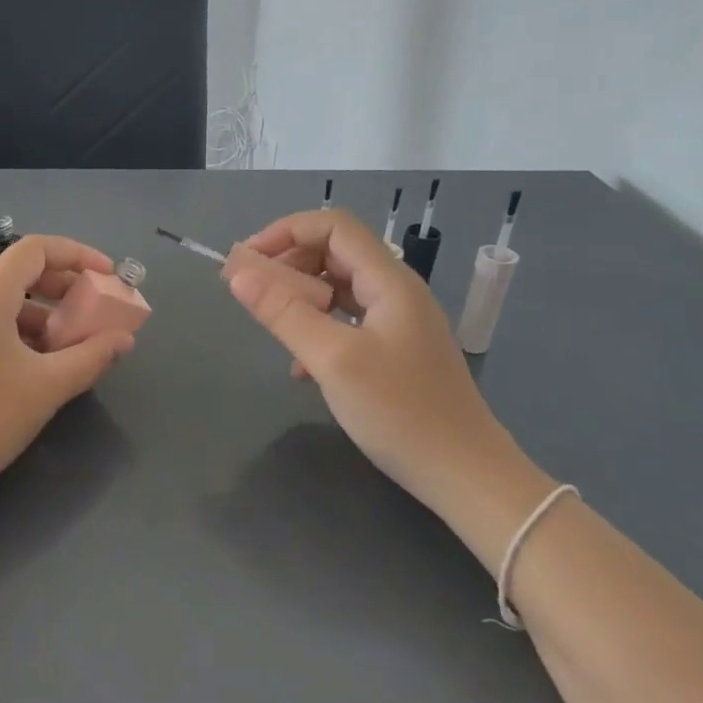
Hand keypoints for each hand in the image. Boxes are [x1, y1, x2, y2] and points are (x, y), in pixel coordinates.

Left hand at [0, 235, 137, 518]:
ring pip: (6, 301)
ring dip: (44, 316)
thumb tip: (124, 339)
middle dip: (64, 288)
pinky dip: (20, 332)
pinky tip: (40, 366)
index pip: (37, 249)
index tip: (109, 276)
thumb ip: (91, 357)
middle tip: (96, 312)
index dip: (78, 255)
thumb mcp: (47, 387)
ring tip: (73, 349)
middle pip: (21, 272)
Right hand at [225, 209, 548, 529]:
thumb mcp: (333, 360)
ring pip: (339, 289)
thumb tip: (238, 274)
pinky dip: (318, 328)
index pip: (333, 226)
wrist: (465, 476)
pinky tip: (300, 367)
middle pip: (335, 253)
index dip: (286, 232)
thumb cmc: (400, 412)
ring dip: (300, 298)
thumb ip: (284, 313)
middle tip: (251, 293)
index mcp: (389, 281)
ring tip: (272, 326)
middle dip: (289, 264)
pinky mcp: (396, 351)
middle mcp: (396, 292)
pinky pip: (348, 322)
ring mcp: (399, 323)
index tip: (246, 262)